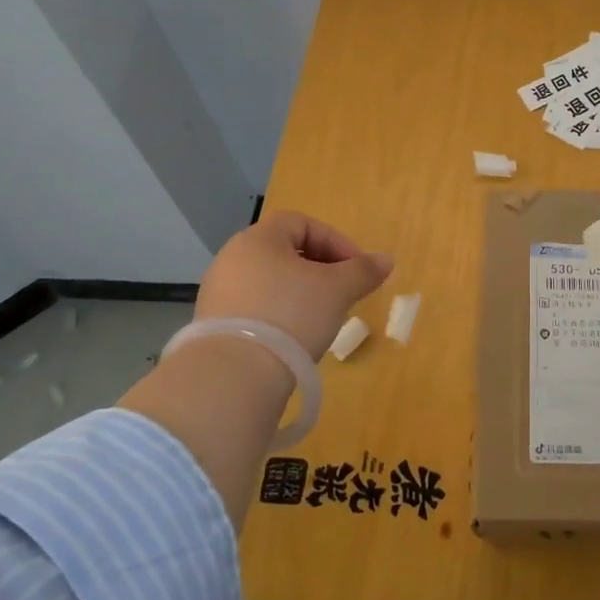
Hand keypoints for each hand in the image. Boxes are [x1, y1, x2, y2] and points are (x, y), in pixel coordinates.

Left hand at [194, 210, 392, 361]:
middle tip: (343, 292)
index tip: (356, 269)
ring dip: (300, 293)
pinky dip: (279, 315)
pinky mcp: (213, 326)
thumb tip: (386, 260)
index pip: (302, 223)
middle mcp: (232, 258)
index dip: (335, 241)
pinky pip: (255, 308)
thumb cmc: (291, 315)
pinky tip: (295, 338)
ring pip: (271, 281)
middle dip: (320, 269)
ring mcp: (218, 293)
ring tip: (322, 318)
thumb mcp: (338, 290)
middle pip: (285, 251)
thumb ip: (363, 271)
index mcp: (258, 239)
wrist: (235, 377)